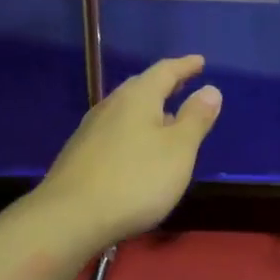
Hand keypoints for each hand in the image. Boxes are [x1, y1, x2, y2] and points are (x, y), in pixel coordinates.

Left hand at [38, 55, 221, 248]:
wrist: (69, 217)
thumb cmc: (135, 180)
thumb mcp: (179, 150)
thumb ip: (196, 119)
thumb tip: (210, 89)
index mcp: (138, 98)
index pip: (165, 71)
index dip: (185, 66)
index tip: (200, 62)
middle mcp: (111, 106)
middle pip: (141, 87)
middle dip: (164, 85)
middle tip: (183, 84)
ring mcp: (91, 130)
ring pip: (126, 110)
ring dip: (148, 109)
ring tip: (165, 116)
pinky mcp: (80, 154)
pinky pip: (114, 130)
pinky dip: (133, 130)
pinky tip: (137, 148)